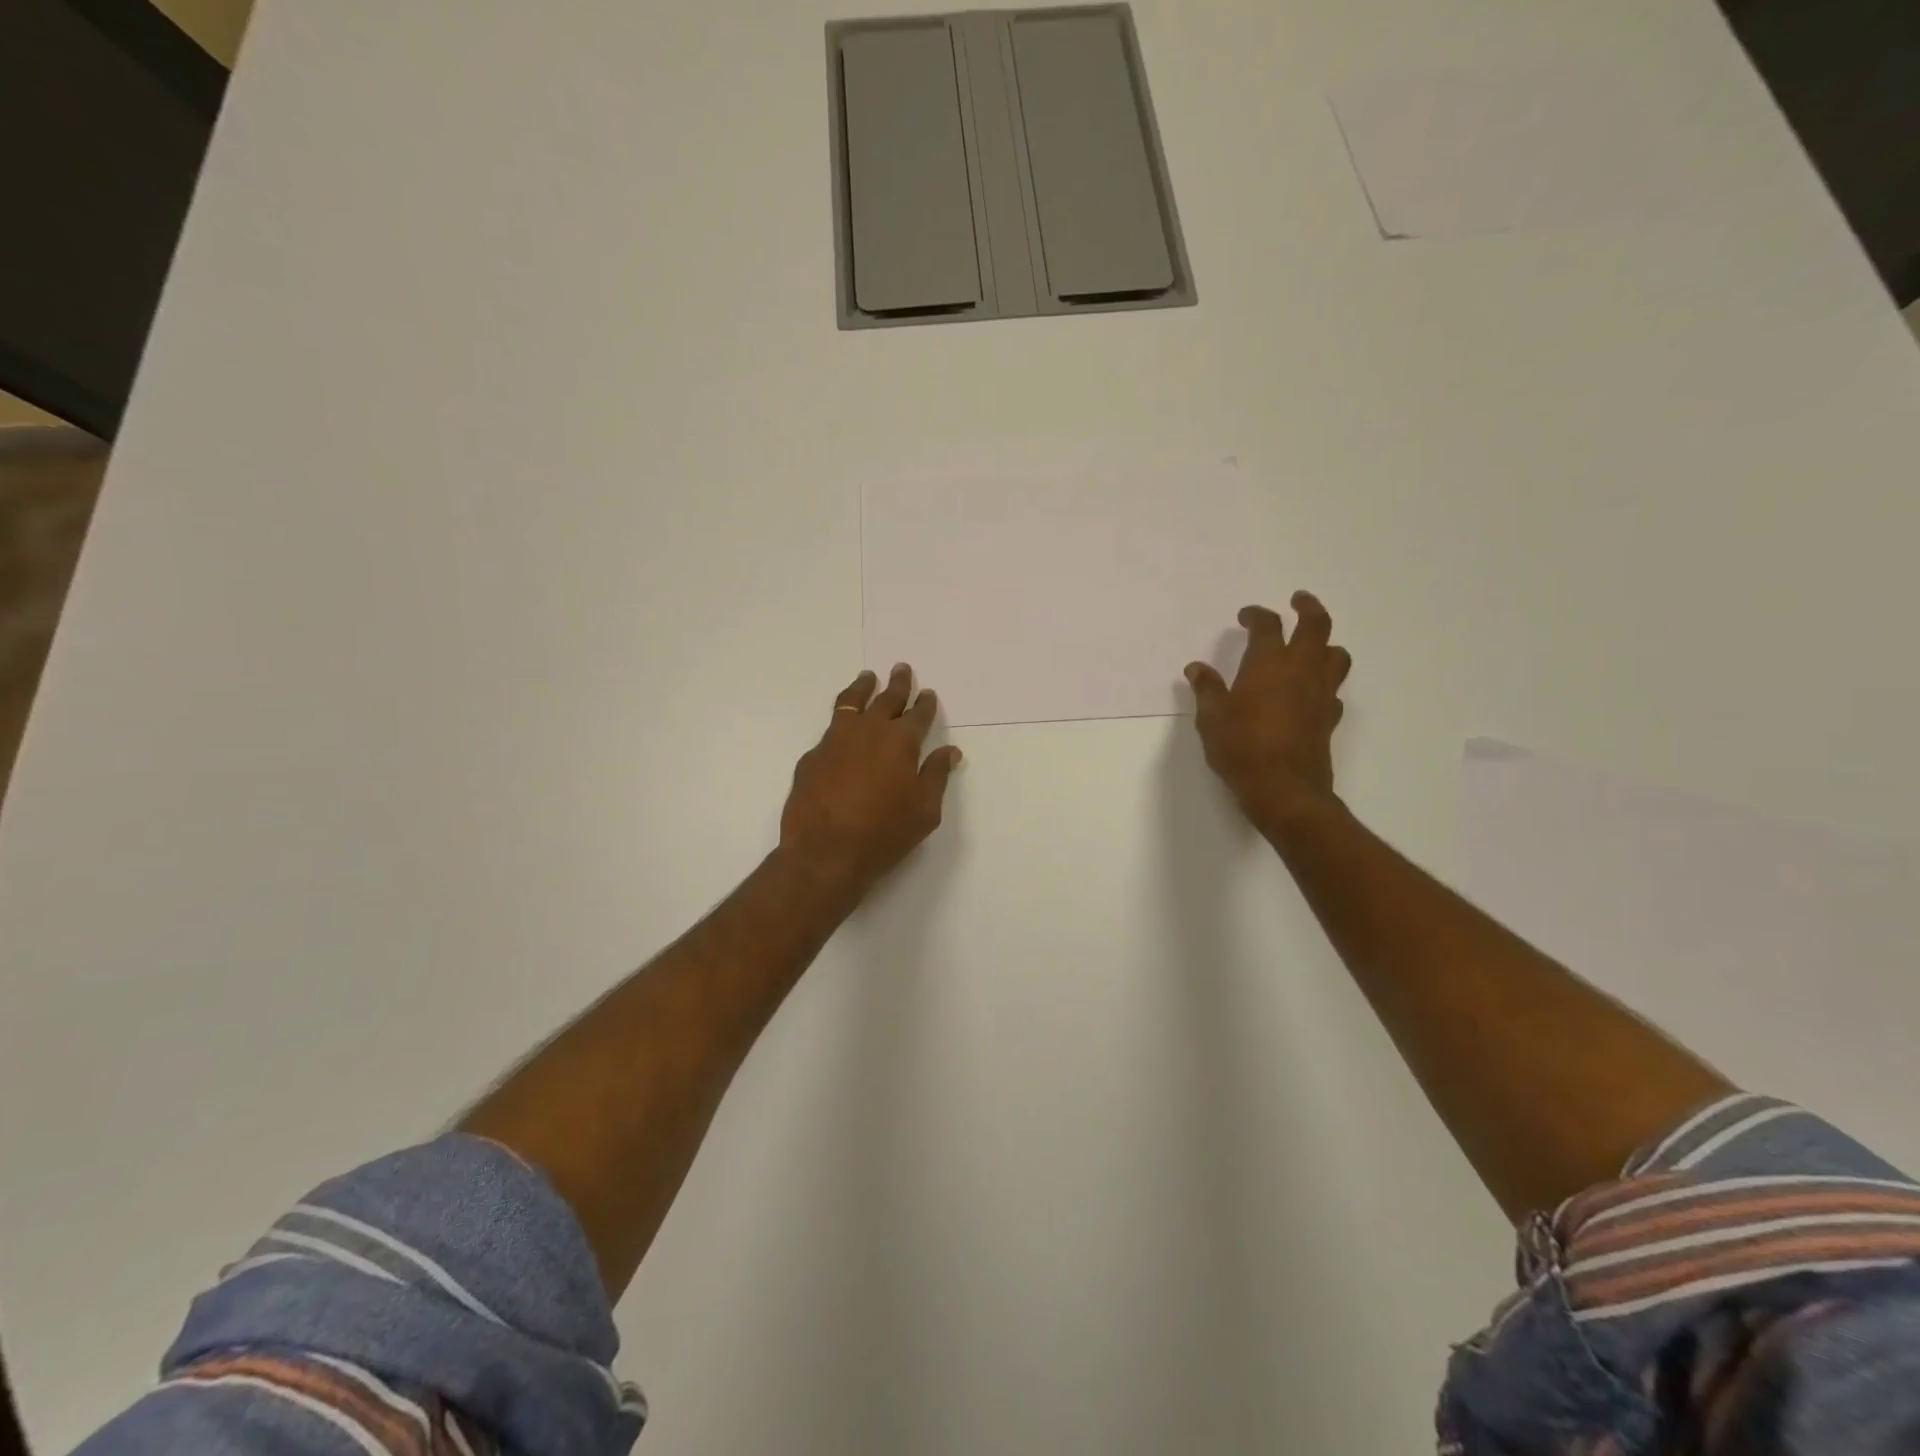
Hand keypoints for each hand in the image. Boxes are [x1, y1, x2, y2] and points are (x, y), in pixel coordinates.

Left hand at [779, 665, 963, 895]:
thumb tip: (950, 752)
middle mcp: (868, 731)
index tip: (928, 694)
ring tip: (868, 677)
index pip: (918, 715)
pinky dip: (841, 722)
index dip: (925, 704)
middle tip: (902, 669)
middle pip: (886, 699)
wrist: (824, 854)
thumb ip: (936, 776)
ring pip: (851, 703)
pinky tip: (842, 729)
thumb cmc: (884, 834)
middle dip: (898, 684)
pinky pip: (830, 730)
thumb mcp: (924, 811)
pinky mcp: (812, 756)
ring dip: (863, 688)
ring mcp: (835, 741)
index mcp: (901, 742)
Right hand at [1185, 592, 1351, 829]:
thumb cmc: (1241, 748)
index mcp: (1268, 664)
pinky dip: (1324, 682)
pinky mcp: (1329, 717)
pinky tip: (1311, 691)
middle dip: (1308, 607)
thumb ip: (1207, 689)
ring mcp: (1320, 693)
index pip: (1267, 625)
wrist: (1284, 789)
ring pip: (1336, 655)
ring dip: (1325, 644)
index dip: (1256, 615)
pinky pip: (1333, 689)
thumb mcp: (1211, 719)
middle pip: (1316, 625)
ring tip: (1312, 645)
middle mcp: (1301, 670)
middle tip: (1299, 600)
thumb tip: (1197, 668)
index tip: (1246, 615)